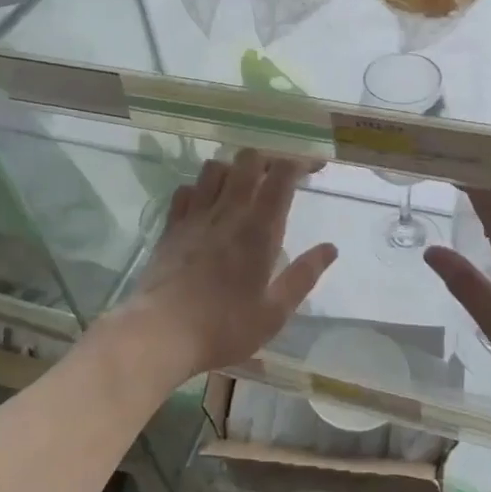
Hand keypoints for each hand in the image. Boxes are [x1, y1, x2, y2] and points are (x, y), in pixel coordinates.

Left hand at [106, 148, 336, 385]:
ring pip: (214, 167)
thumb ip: (303, 276)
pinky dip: (200, 189)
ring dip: (233, 169)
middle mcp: (227, 211)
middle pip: (248, 159)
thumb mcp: (274, 312)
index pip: (281, 174)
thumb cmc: (224, 327)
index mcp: (259, 229)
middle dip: (268, 159)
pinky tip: (206, 206)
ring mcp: (195, 215)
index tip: (313, 168)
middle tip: (279, 177)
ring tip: (243, 188)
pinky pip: (186, 190)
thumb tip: (330, 248)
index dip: (300, 162)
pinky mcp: (171, 226)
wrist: (160, 333)